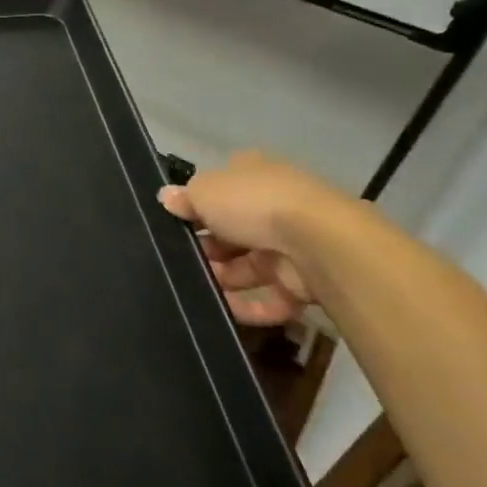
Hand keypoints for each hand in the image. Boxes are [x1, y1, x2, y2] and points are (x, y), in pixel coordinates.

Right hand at [157, 151, 343, 326]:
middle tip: (179, 260)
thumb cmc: (254, 204)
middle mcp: (274, 206)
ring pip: (248, 266)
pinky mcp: (304, 281)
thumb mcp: (205, 191)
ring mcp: (291, 245)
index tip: (175, 222)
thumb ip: (184, 198)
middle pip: (232, 231)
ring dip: (222, 278)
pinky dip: (248, 306)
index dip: (197, 205)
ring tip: (195, 289)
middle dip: (207, 248)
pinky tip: (223, 310)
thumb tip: (166, 197)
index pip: (221, 189)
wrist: (319, 242)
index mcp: (253, 175)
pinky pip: (270, 297)